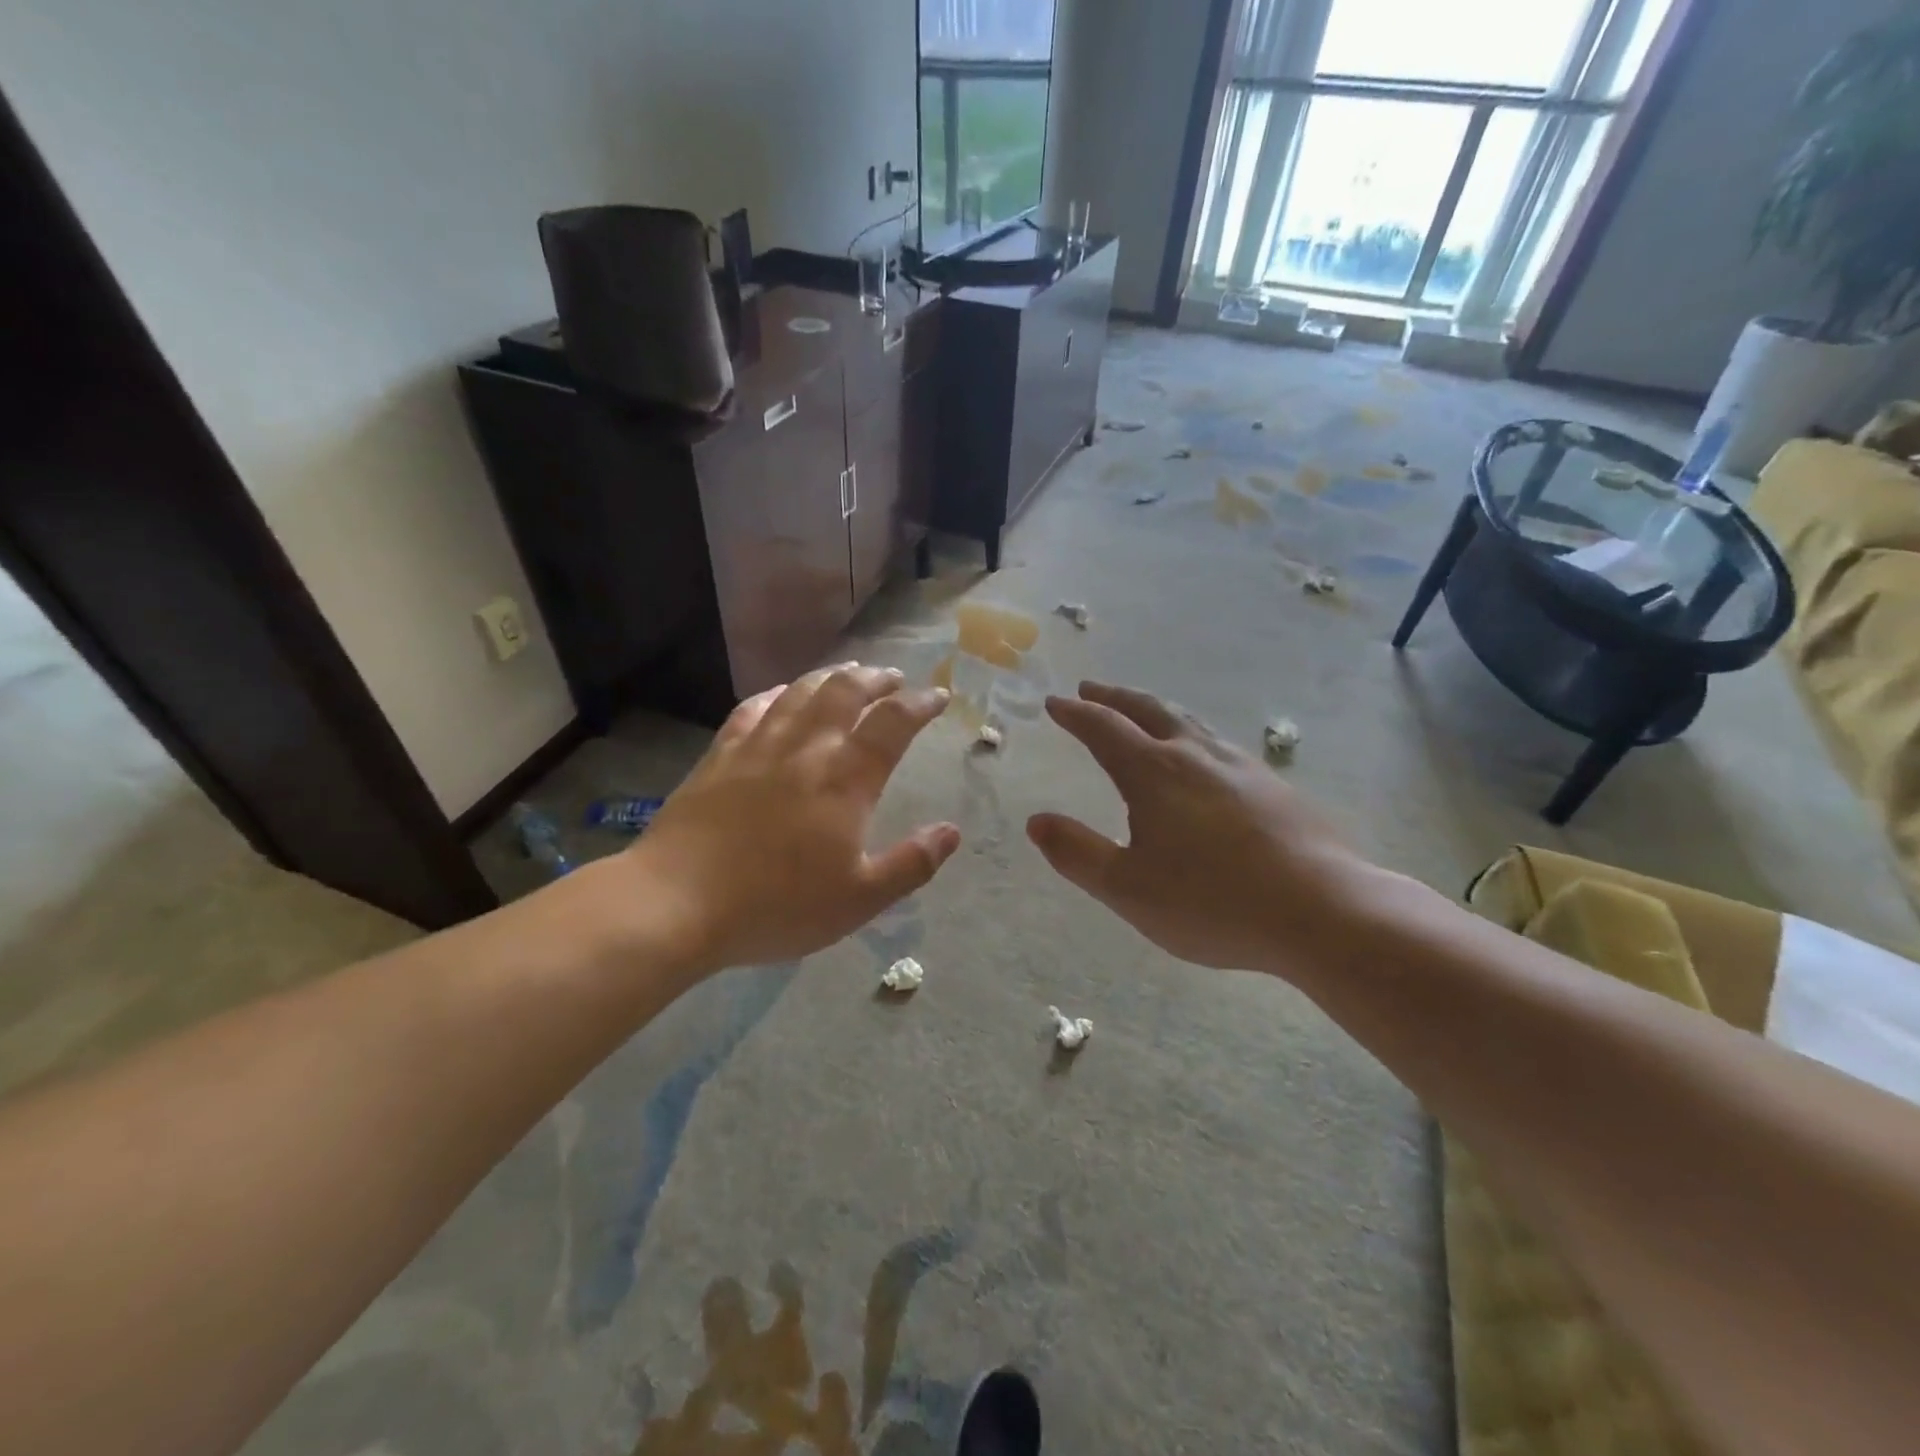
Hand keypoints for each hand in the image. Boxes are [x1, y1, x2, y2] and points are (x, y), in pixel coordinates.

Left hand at [624, 664, 960, 972]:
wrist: (677, 902)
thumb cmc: (777, 905)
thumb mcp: (859, 899)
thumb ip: (911, 863)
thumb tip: (952, 831)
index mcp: (845, 779)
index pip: (892, 723)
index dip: (919, 704)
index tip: (938, 696)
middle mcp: (805, 749)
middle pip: (845, 692)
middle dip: (876, 679)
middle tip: (894, 677)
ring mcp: (758, 747)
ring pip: (800, 692)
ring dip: (831, 677)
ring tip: (848, 673)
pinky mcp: (719, 756)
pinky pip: (752, 709)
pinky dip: (776, 694)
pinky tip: (781, 695)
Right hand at [1027, 683, 1377, 976]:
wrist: (1322, 910)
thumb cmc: (1211, 902)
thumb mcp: (1127, 888)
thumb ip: (1077, 853)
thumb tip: (1036, 821)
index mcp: (1154, 773)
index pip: (1104, 729)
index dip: (1075, 714)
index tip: (1056, 702)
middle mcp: (1195, 756)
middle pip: (1148, 710)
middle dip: (1114, 697)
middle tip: (1091, 690)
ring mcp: (1241, 766)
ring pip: (1189, 722)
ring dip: (1155, 711)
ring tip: (1142, 714)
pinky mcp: (1273, 786)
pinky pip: (1218, 744)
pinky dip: (1191, 735)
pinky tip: (1202, 759)